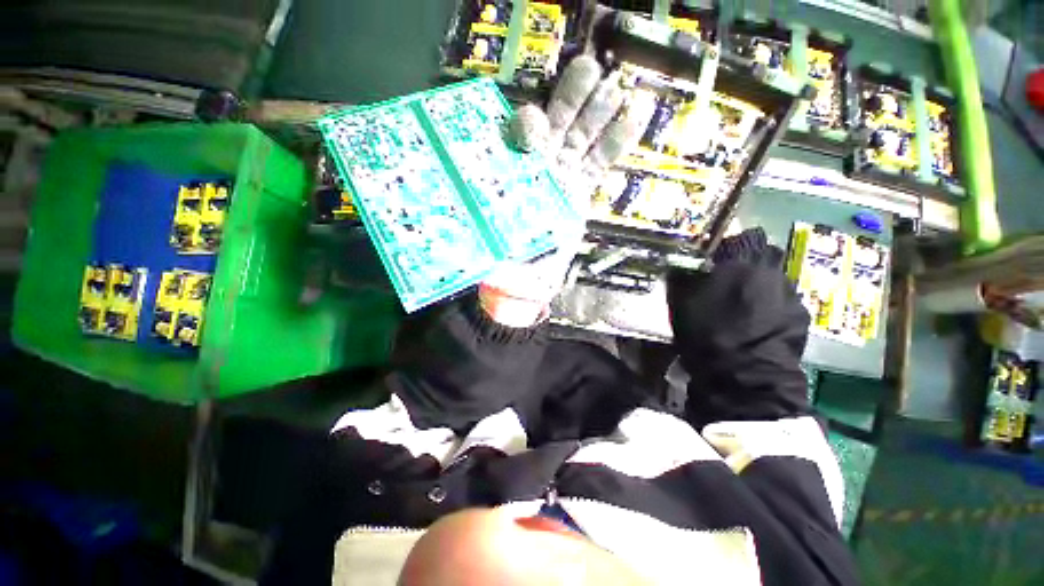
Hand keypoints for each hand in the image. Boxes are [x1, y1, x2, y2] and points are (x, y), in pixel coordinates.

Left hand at [480, 55, 655, 326]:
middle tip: (588, 69)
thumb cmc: (514, 270)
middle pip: (554, 128)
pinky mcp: (581, 189)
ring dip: (598, 112)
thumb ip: (499, 250)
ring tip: (616, 85)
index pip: (518, 147)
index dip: (526, 132)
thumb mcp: (503, 259)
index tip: (531, 126)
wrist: (532, 281)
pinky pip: (600, 162)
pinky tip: (636, 116)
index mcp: (515, 181)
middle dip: (571, 99)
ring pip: (580, 138)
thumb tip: (490, 242)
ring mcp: (561, 177)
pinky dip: (617, 142)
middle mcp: (538, 172)